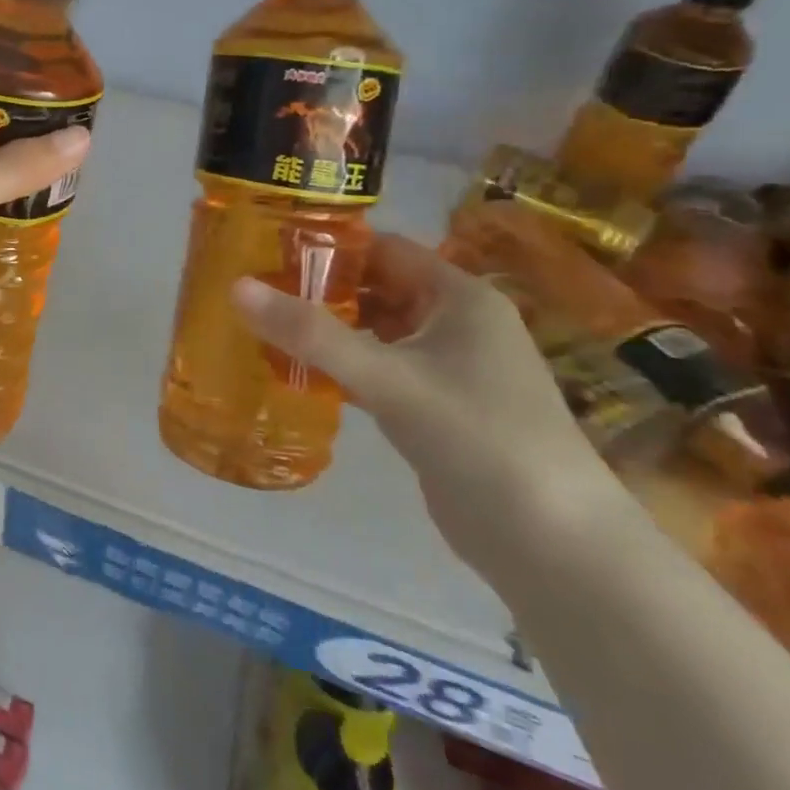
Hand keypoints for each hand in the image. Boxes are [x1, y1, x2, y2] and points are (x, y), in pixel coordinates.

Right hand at [232, 233, 631, 581]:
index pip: (384, 248)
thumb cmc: (478, 437)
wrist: (554, 545)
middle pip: (377, 288)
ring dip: (327, 329)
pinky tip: (297, 372)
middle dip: (320, 289)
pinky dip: (341, 366)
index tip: (268, 247)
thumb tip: (236, 286)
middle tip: (255, 289)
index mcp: (460, 297)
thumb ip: (311, 333)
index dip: (329, 244)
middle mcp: (457, 323)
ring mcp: (450, 368)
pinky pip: (379, 369)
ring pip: (376, 331)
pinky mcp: (437, 408)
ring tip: (263, 325)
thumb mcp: (388, 378)